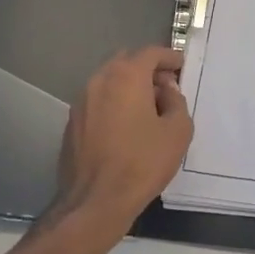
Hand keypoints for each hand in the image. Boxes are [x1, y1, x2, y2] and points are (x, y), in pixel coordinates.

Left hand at [52, 46, 193, 236]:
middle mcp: (99, 80)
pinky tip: (126, 126)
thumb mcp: (177, 132)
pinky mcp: (72, 122)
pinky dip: (114, 103)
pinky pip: (98, 101)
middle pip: (126, 62)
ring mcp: (81, 101)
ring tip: (148, 108)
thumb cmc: (142, 163)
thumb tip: (167, 91)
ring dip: (129, 86)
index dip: (169, 57)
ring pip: (109, 81)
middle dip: (148, 69)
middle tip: (166, 87)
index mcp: (126, 76)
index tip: (182, 66)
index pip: (150, 52)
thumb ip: (177, 102)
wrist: (96, 201)